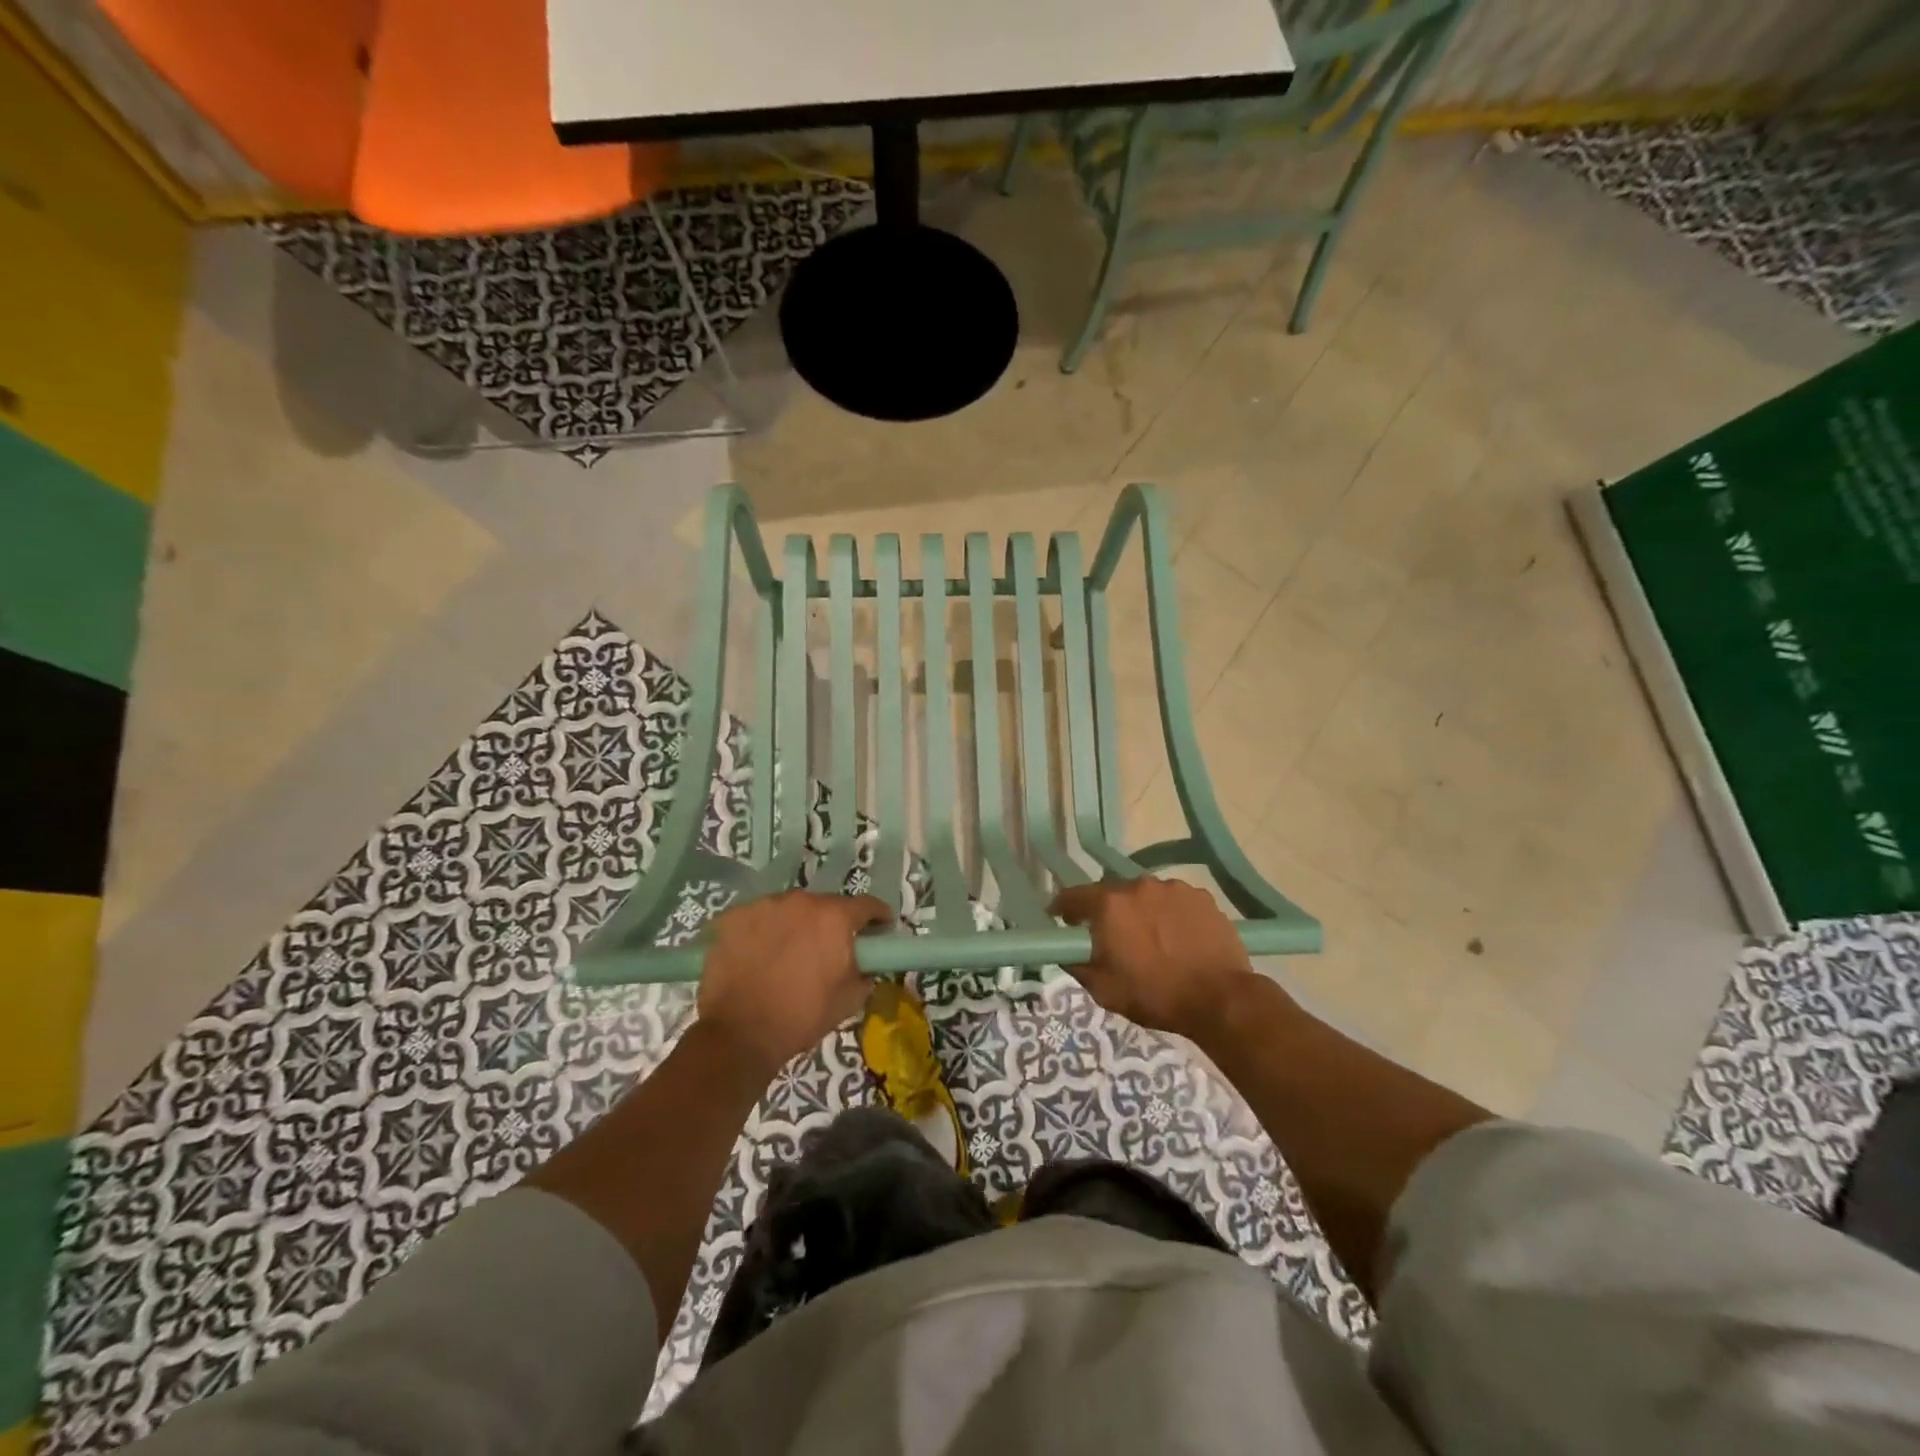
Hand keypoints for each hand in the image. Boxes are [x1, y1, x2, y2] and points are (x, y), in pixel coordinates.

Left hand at [697, 890, 891, 1072]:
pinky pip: (757, 919)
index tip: (880, 930)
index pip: (867, 905)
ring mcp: (763, 905)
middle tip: (827, 950)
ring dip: (795, 926)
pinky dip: (762, 932)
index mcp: (834, 918)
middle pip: (825, 905)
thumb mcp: (850, 999)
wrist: (739, 1034)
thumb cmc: (802, 1017)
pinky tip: (757, 956)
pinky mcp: (732, 917)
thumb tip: (865, 963)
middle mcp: (800, 901)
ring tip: (787, 955)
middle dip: (831, 924)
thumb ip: (866, 971)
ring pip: (789, 910)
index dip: (878, 917)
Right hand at [1049, 876, 1262, 1038]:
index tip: (1061, 920)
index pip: (1073, 896)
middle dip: (1106, 912)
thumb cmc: (1155, 995)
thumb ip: (1077, 965)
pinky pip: (1174, 901)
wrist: (1220, 999)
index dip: (1063, 908)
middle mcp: (1139, 886)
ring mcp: (1173, 888)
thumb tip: (1066, 952)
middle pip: (1112, 893)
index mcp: (1109, 905)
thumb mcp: (1104, 990)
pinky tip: (1178, 938)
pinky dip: (1169, 914)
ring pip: (1145, 895)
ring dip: (1141, 911)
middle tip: (1111, 936)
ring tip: (1150, 938)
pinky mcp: (1201, 897)